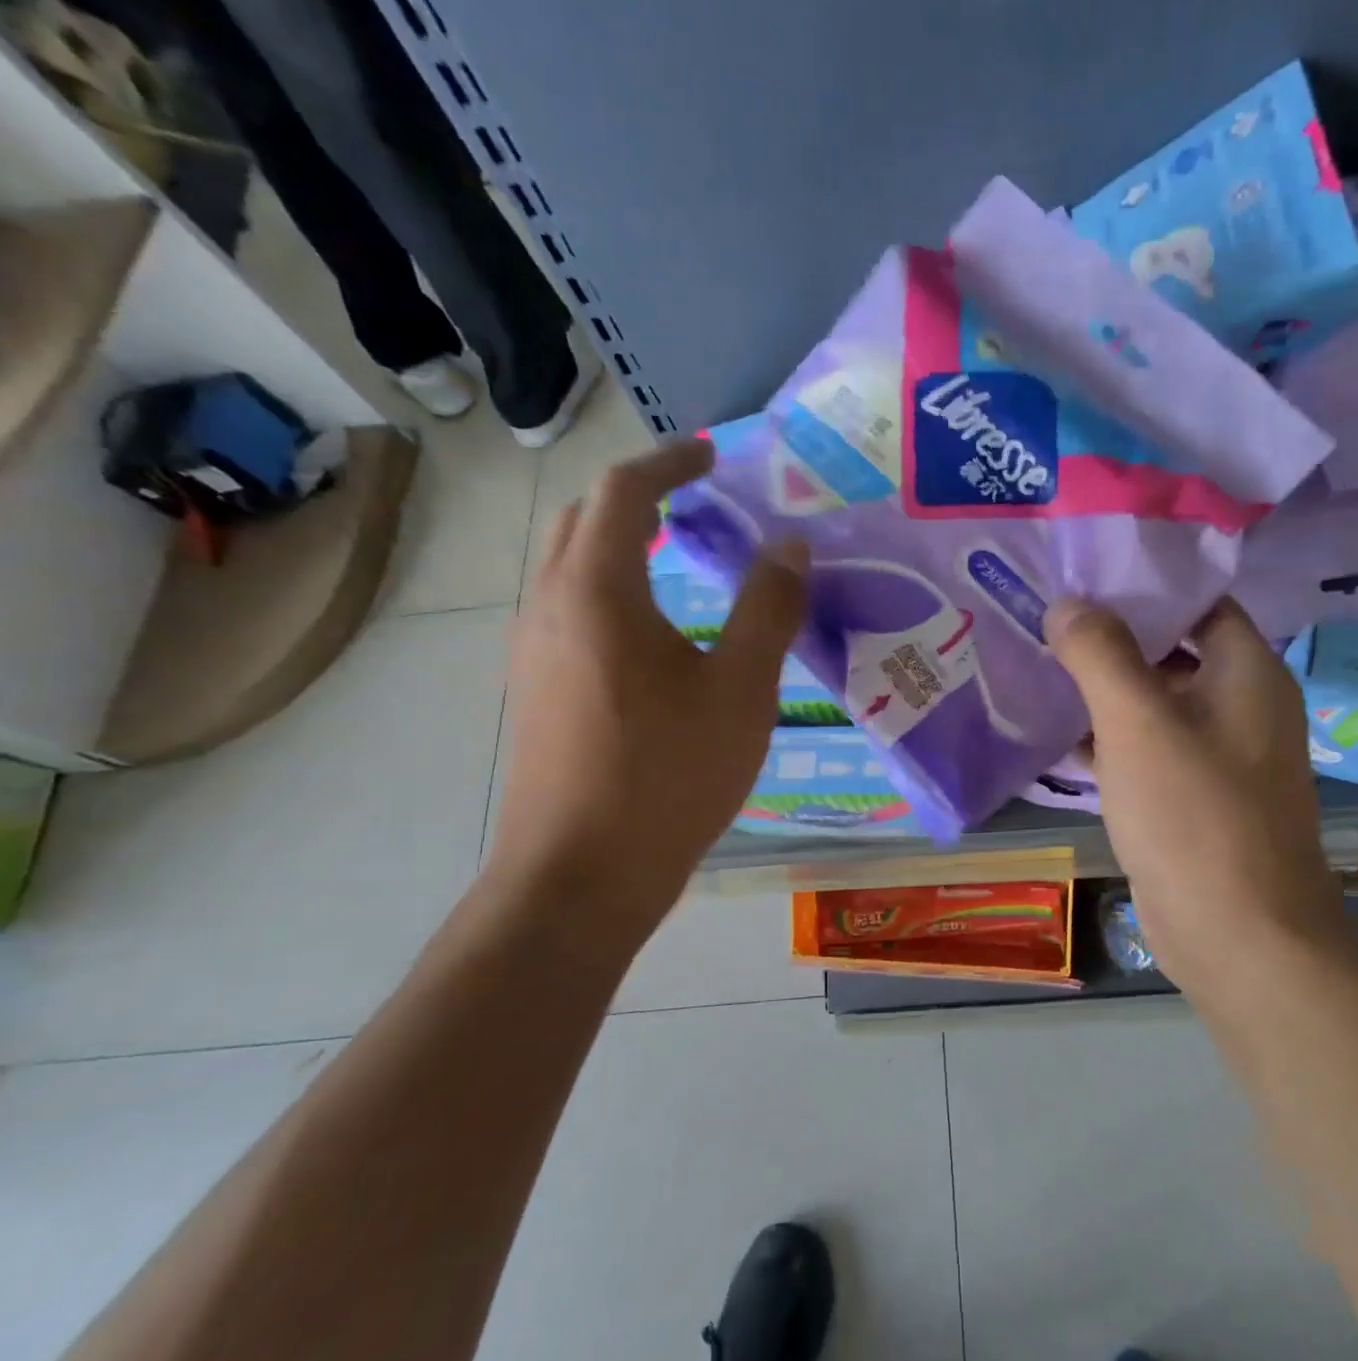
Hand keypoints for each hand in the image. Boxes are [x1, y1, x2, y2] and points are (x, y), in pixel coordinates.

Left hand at [488, 439, 806, 934]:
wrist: (582, 874)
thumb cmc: (668, 775)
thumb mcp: (741, 690)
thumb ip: (768, 609)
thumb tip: (790, 545)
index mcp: (598, 591)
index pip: (623, 492)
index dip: (670, 462)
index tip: (713, 455)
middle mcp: (550, 606)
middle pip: (584, 520)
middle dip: (639, 497)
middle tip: (696, 502)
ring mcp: (533, 651)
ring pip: (571, 567)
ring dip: (622, 545)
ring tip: (681, 558)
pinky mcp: (536, 690)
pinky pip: (570, 611)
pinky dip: (612, 590)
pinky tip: (654, 634)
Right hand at [1043, 597, 1350, 1007]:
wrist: (1239, 936)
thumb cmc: (1195, 816)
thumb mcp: (1138, 722)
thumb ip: (1101, 654)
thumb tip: (1068, 605)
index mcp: (1246, 672)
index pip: (1198, 601)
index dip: (1145, 584)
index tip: (1082, 574)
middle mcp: (1240, 707)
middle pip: (1172, 651)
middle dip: (1112, 637)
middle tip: (1046, 618)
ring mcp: (1218, 757)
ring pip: (1155, 704)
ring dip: (1105, 691)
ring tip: (1039, 665)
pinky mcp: (1193, 800)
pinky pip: (1147, 752)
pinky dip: (1109, 741)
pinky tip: (1058, 736)